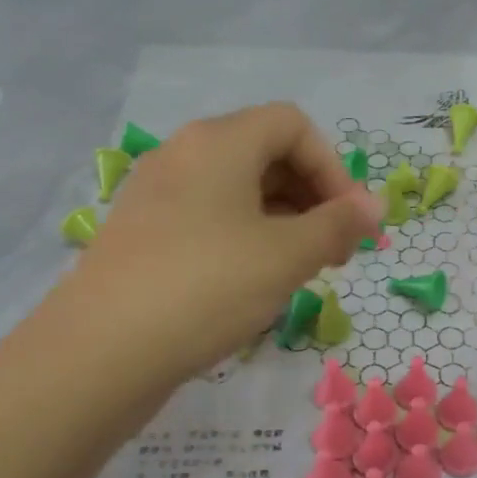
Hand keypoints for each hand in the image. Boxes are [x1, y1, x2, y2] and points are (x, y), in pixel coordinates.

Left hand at [69, 103, 381, 383]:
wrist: (101, 352)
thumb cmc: (207, 287)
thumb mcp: (287, 256)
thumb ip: (338, 225)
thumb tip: (375, 206)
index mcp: (218, 142)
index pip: (293, 126)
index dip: (334, 167)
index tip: (351, 221)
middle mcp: (183, 155)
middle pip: (265, 153)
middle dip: (312, 196)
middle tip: (334, 249)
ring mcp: (156, 194)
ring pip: (237, 190)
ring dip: (282, 220)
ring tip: (300, 269)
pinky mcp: (142, 234)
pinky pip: (209, 218)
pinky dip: (245, 237)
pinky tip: (253, 282)